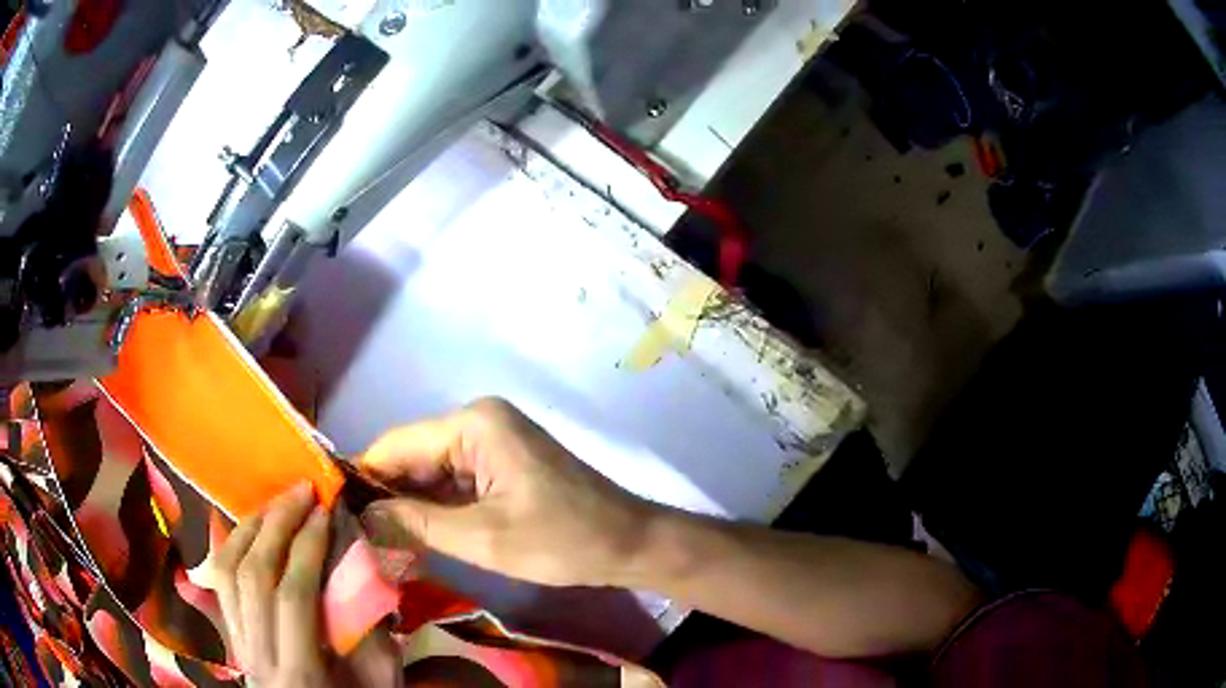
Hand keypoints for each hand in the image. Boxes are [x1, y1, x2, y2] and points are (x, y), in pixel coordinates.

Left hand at [214, 483, 401, 686]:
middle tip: (301, 491)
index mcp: (300, 669)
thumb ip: (370, 627)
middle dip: (277, 523)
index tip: (327, 511)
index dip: (309, 545)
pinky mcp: (233, 637)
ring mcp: (238, 644)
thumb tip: (358, 566)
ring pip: (226, 572)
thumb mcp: (380, 678)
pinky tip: (248, 530)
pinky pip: (220, 583)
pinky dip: (231, 547)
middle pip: (253, 574)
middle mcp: (258, 653)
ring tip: (274, 504)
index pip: (293, 593)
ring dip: (249, 527)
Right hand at [360, 398, 658, 587]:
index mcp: (473, 424)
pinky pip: (453, 481)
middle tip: (353, 535)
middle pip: (411, 457)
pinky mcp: (500, 462)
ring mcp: (491, 441)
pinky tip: (412, 534)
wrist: (628, 543)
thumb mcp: (482, 539)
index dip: (363, 479)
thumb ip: (414, 524)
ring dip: (408, 505)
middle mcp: (477, 421)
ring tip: (374, 539)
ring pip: (430, 472)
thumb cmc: (562, 540)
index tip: (334, 513)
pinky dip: (434, 507)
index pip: (396, 446)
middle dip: (385, 496)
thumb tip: (357, 517)